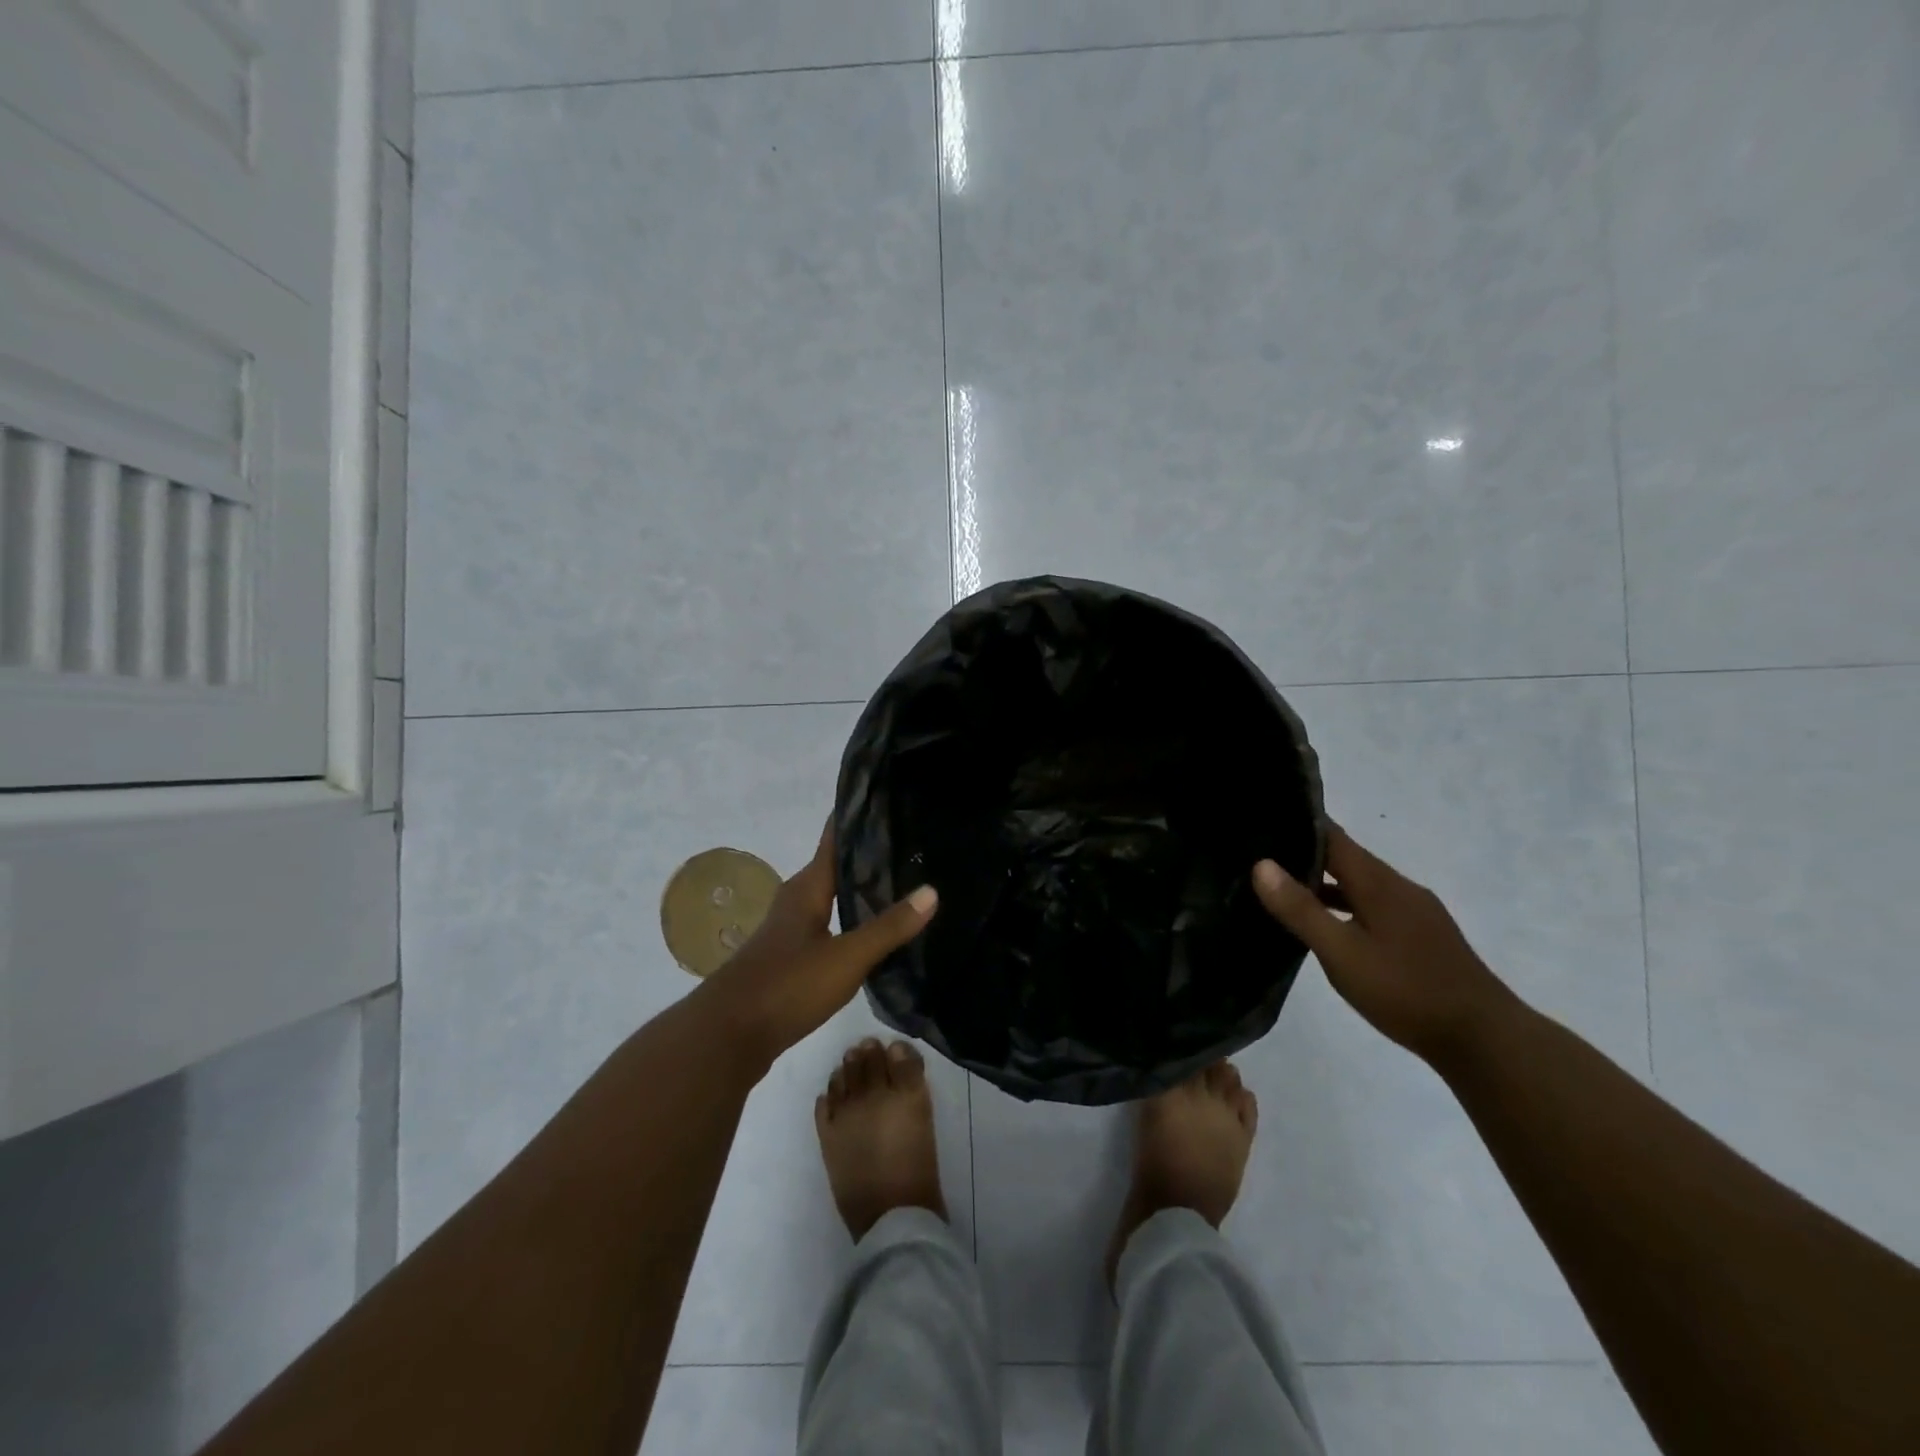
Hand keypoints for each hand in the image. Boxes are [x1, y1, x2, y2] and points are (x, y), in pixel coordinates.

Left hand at [702, 823, 936, 1067]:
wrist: (726, 1037)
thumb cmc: (786, 986)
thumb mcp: (846, 957)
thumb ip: (889, 927)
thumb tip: (932, 890)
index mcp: (807, 888)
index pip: (834, 838)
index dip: (858, 819)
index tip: (892, 803)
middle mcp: (796, 901)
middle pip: (836, 867)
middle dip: (870, 856)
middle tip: (912, 846)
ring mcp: (790, 931)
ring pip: (832, 899)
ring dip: (861, 891)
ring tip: (902, 885)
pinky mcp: (790, 959)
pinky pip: (828, 927)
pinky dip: (852, 922)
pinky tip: (874, 934)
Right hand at [1252, 826, 1515, 1065]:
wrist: (1485, 1040)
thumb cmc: (1406, 991)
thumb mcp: (1342, 953)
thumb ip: (1301, 909)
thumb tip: (1261, 864)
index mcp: (1378, 882)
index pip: (1332, 836)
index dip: (1298, 824)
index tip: (1262, 821)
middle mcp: (1399, 887)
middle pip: (1346, 857)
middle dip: (1305, 854)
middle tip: (1259, 858)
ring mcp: (1415, 911)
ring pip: (1360, 884)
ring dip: (1324, 883)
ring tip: (1283, 892)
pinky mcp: (1423, 935)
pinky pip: (1374, 905)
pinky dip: (1345, 906)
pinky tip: (1329, 928)